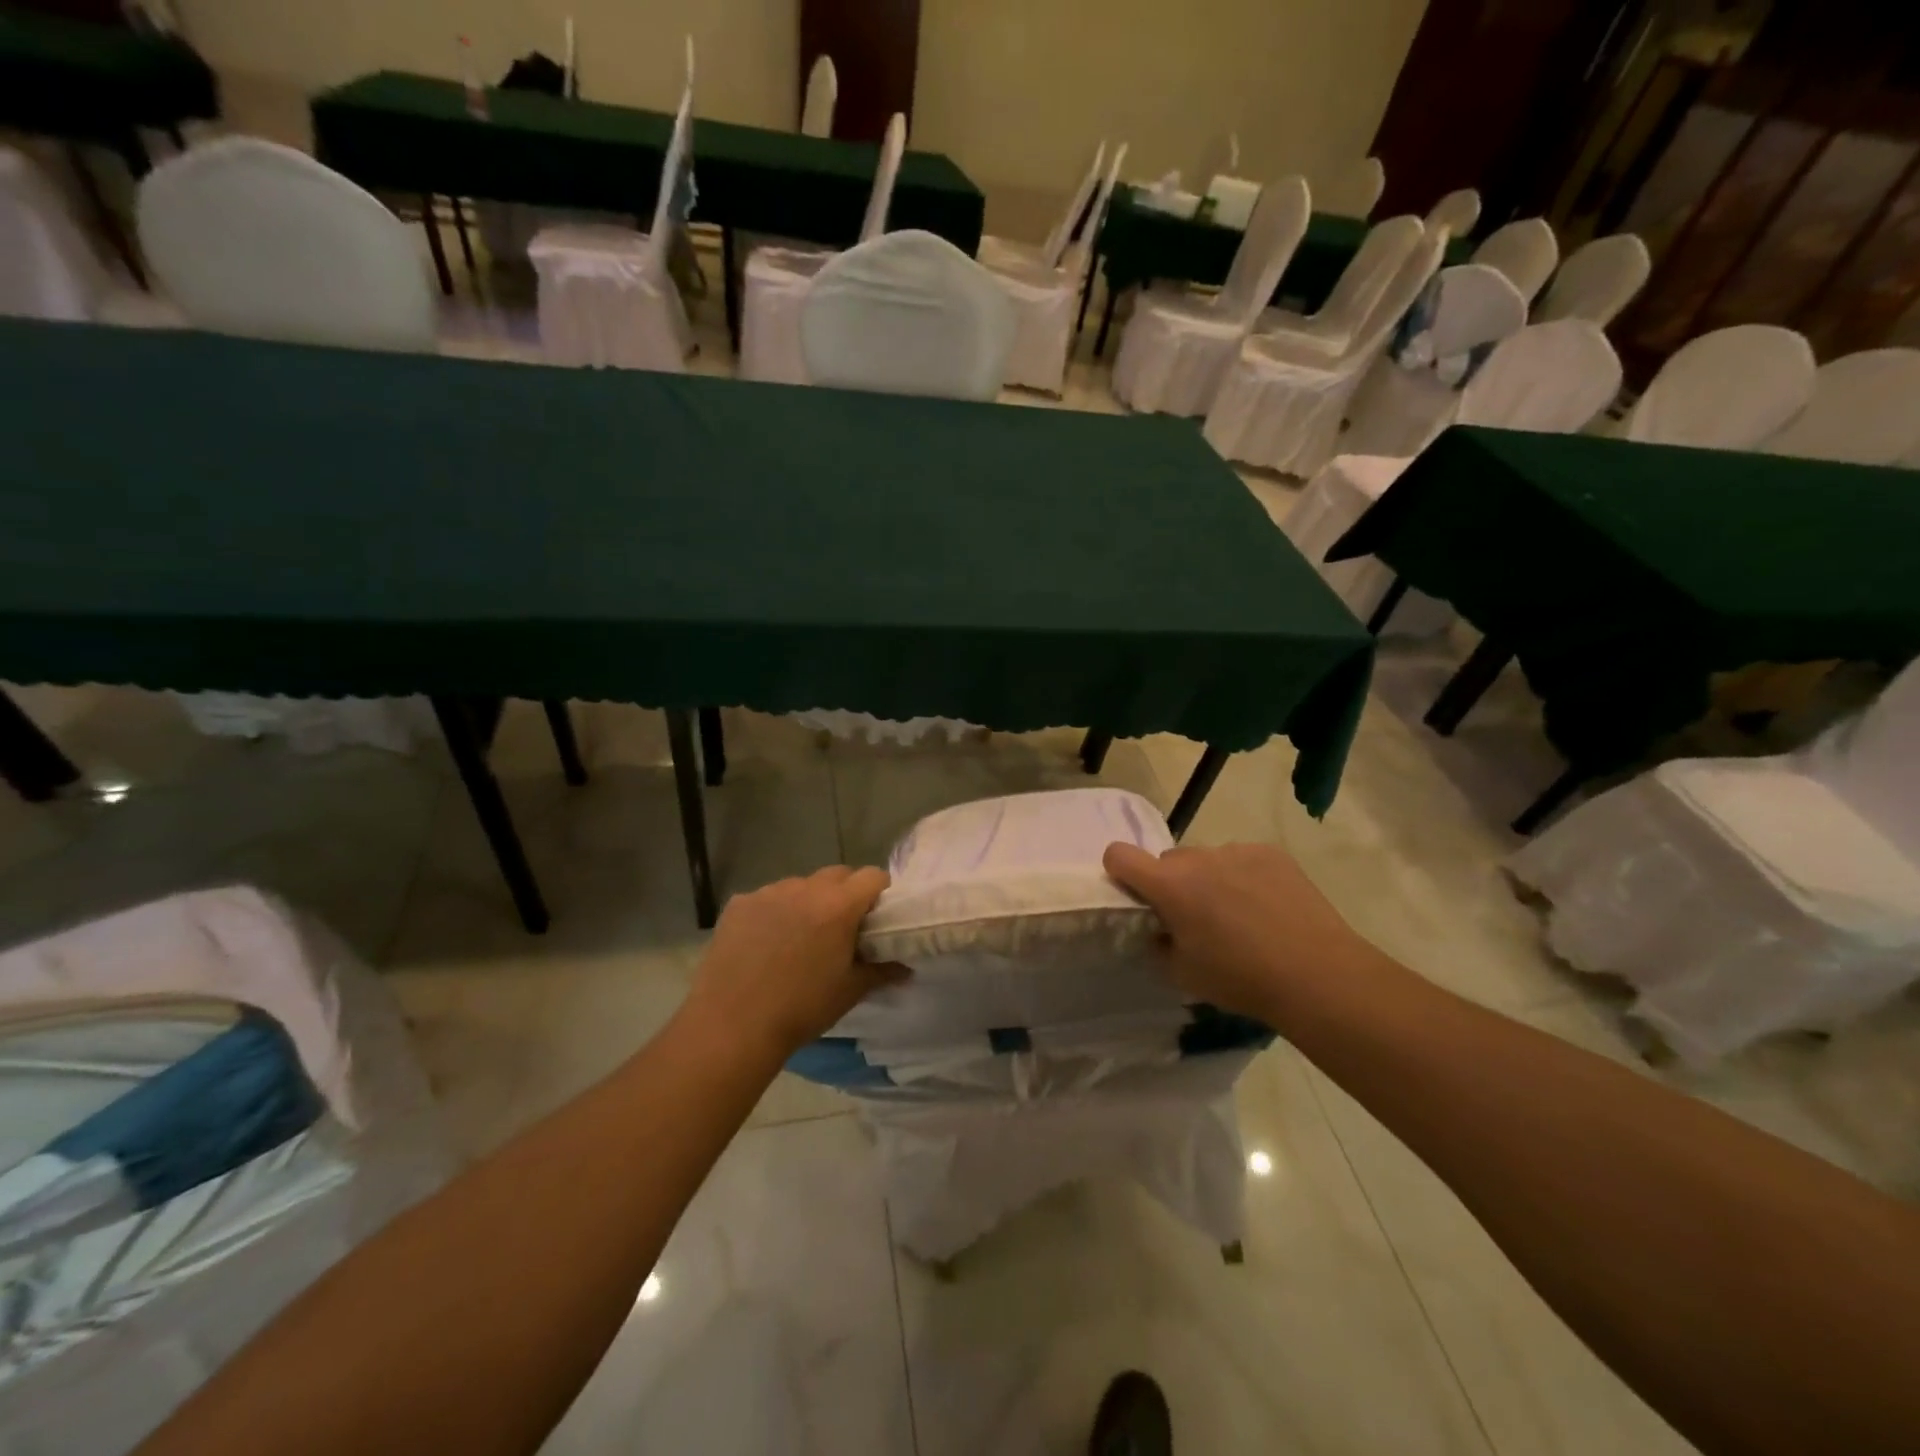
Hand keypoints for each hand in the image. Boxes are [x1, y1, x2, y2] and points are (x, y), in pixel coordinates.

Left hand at [682, 866, 901, 1057]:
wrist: (732, 1026)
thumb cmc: (801, 1008)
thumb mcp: (850, 991)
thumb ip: (881, 971)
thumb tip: (905, 967)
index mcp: (838, 905)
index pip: (873, 876)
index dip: (879, 893)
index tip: (876, 917)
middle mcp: (805, 888)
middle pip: (838, 874)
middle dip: (846, 893)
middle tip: (842, 928)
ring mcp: (768, 892)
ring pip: (801, 884)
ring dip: (809, 901)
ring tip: (800, 937)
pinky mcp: (739, 904)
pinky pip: (768, 897)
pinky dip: (775, 912)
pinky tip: (766, 943)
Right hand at [1102, 841, 1379, 1023]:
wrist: (1318, 975)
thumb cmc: (1241, 979)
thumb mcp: (1182, 974)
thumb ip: (1158, 945)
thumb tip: (1159, 930)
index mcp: (1168, 885)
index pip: (1119, 855)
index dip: (1119, 872)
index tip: (1135, 896)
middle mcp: (1198, 857)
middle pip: (1168, 862)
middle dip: (1173, 885)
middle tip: (1196, 920)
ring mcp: (1236, 850)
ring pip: (1207, 860)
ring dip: (1209, 880)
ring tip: (1240, 917)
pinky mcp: (1271, 852)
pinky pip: (1241, 859)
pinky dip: (1243, 877)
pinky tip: (1267, 908)